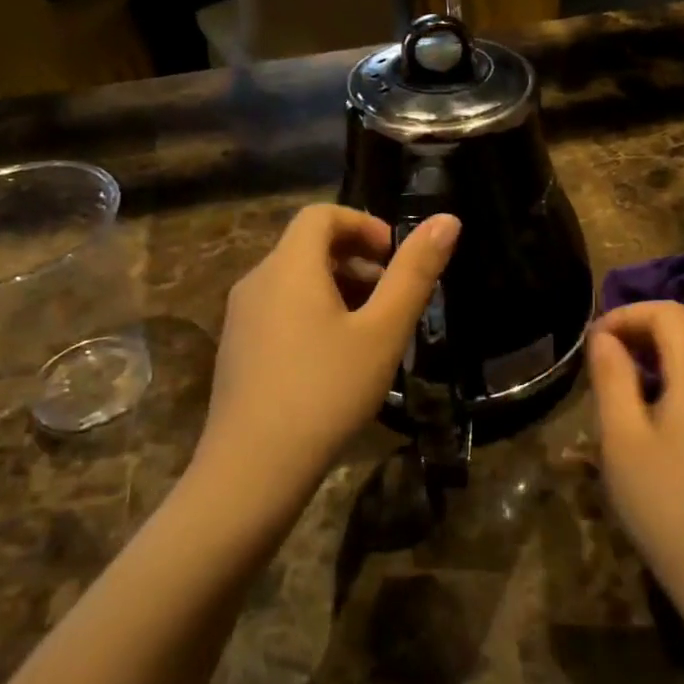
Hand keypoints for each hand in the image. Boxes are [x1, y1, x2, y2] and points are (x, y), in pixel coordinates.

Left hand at [201, 204, 459, 493]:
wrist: (252, 469)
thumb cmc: (326, 391)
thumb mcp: (383, 331)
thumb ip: (415, 273)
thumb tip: (447, 219)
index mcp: (289, 267)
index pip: (321, 214)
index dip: (364, 224)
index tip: (394, 258)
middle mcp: (256, 281)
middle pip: (307, 247)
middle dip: (356, 259)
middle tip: (391, 299)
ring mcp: (240, 317)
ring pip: (294, 281)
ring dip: (337, 288)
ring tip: (370, 332)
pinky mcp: (236, 350)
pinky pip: (279, 310)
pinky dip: (313, 313)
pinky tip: (335, 360)